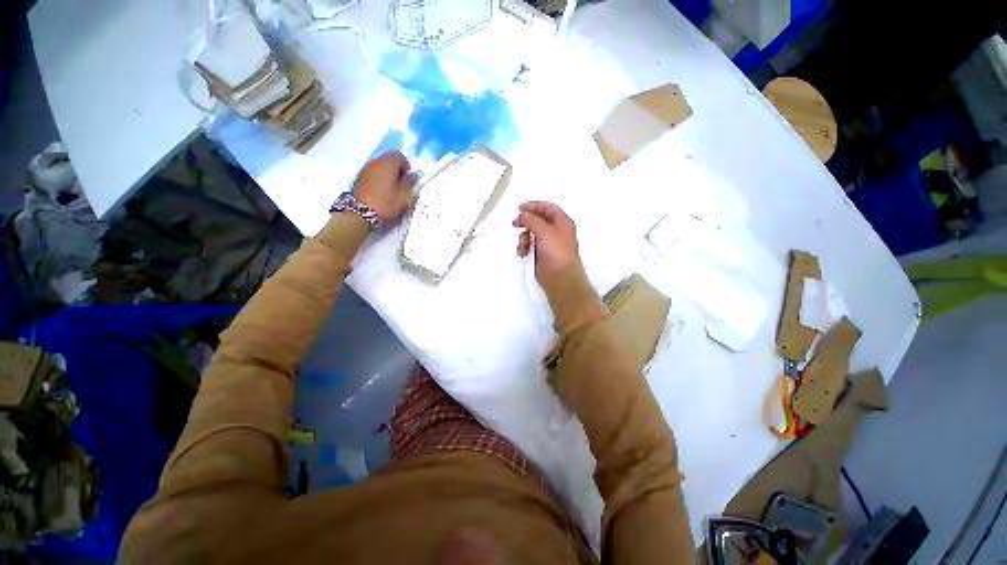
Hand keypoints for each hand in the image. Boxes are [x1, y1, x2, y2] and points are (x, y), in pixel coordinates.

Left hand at [352, 151, 417, 221]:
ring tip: (391, 189)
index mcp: (388, 163)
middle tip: (401, 184)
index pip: (400, 156)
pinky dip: (379, 178)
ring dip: (387, 174)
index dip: (406, 166)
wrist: (360, 213)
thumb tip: (413, 175)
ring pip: (380, 166)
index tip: (408, 179)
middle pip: (389, 159)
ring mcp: (365, 168)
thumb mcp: (404, 195)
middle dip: (397, 169)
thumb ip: (410, 183)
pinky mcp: (359, 177)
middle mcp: (375, 161)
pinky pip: (373, 172)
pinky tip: (381, 191)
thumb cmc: (385, 202)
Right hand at [513, 201, 580, 283]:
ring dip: (524, 237)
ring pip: (532, 233)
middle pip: (538, 220)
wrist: (560, 277)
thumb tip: (522, 214)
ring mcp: (548, 243)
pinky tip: (523, 253)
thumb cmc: (556, 251)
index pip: (547, 207)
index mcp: (562, 222)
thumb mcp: (545, 231)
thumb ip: (532, 219)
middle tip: (516, 224)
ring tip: (524, 245)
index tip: (520, 208)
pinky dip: (524, 247)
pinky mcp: (541, 254)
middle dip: (526, 222)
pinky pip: (530, 245)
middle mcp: (556, 231)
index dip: (534, 206)